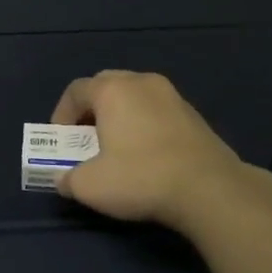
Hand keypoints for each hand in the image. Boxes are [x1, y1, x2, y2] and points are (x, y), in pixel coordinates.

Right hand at [49, 69, 271, 235]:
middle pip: (106, 85)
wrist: (210, 190)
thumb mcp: (90, 186)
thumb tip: (64, 179)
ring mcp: (172, 95)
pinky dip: (144, 123)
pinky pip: (157, 110)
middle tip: (86, 136)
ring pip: (134, 95)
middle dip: (91, 108)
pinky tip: (147, 152)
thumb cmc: (141, 178)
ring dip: (120, 114)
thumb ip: (68, 179)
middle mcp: (141, 82)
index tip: (60, 140)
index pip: (76, 90)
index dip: (61, 114)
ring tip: (117, 145)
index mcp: (112, 90)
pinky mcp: (194, 114)